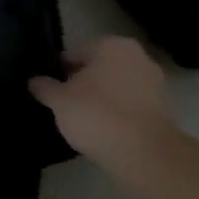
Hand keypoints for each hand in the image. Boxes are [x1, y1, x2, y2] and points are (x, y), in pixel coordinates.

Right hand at [29, 36, 173, 169]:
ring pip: (117, 87)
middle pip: (99, 68)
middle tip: (64, 104)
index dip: (59, 71)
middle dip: (83, 83)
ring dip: (102, 98)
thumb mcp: (59, 100)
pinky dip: (118, 114)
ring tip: (82, 120)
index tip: (49, 89)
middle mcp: (138, 57)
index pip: (75, 53)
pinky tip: (103, 130)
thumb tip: (34, 81)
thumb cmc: (96, 114)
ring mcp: (156, 83)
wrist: (142, 153)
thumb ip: (45, 87)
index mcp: (112, 45)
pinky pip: (131, 106)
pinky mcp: (164, 110)